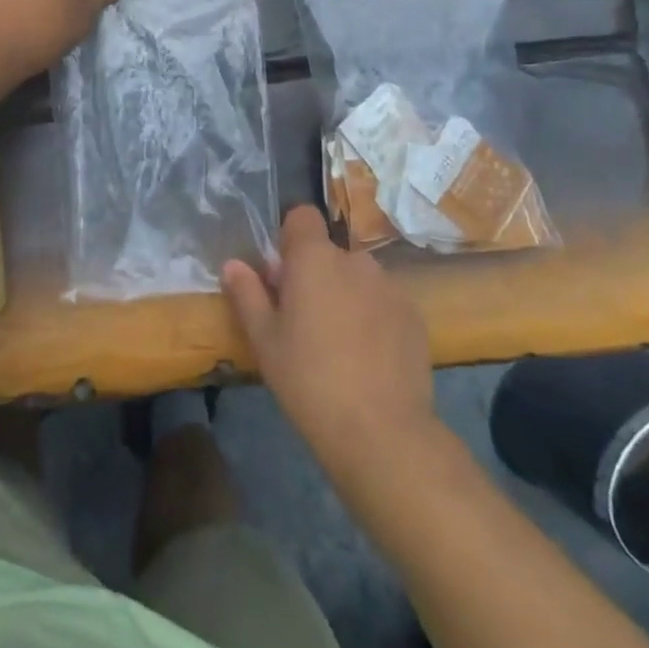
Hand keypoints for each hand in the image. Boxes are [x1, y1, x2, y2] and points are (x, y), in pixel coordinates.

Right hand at [223, 207, 438, 476]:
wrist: (382, 431)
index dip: (290, 238)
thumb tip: (233, 265)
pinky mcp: (414, 316)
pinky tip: (368, 359)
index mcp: (314, 258)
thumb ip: (248, 295)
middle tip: (303, 321)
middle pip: (329, 253)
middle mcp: (355, 261)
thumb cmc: (309, 379)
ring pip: (358, 279)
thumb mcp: (265, 341)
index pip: (302, 216)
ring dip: (345, 296)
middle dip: (316, 276)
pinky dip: (373, 318)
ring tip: (339, 345)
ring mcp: (390, 287)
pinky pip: (384, 303)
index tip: (282, 275)